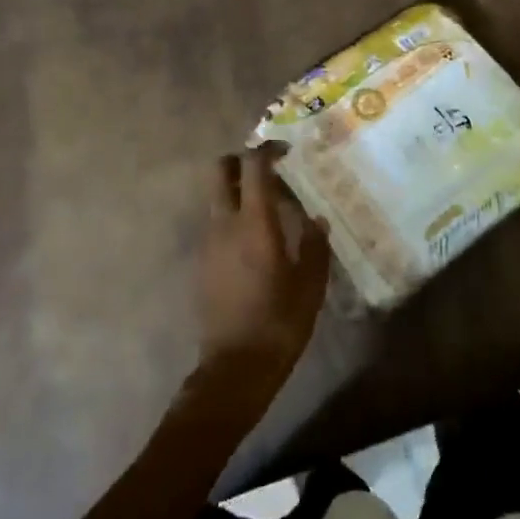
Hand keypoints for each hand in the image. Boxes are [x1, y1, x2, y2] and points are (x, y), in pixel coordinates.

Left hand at [200, 149, 330, 379]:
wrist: (234, 368)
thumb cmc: (279, 324)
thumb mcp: (310, 286)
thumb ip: (315, 246)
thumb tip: (317, 219)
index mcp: (254, 224)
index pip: (253, 166)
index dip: (268, 150)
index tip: (287, 151)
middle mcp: (224, 224)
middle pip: (220, 170)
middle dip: (241, 161)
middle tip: (270, 171)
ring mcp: (208, 242)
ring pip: (216, 196)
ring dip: (238, 190)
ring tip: (270, 208)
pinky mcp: (202, 261)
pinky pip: (216, 222)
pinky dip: (233, 216)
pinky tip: (257, 240)